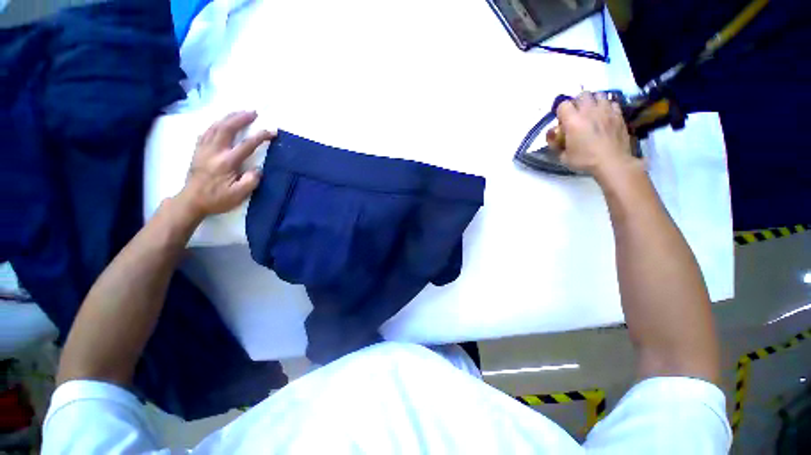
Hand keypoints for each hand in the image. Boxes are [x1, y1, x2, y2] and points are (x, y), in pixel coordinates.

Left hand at [177, 111, 273, 219]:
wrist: (191, 201)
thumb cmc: (217, 199)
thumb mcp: (238, 195)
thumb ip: (251, 181)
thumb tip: (257, 169)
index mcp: (226, 162)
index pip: (246, 145)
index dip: (261, 136)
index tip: (272, 132)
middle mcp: (214, 151)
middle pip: (227, 128)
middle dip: (241, 118)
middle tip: (253, 112)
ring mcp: (203, 149)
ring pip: (215, 126)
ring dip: (228, 117)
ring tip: (239, 113)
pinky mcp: (198, 150)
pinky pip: (206, 131)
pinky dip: (215, 124)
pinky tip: (220, 123)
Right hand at [553, 92, 637, 181]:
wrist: (612, 162)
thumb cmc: (585, 160)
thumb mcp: (563, 156)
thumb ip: (555, 143)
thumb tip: (552, 134)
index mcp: (573, 120)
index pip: (563, 104)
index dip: (560, 112)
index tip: (562, 122)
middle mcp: (589, 111)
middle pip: (581, 95)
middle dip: (577, 103)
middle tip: (576, 115)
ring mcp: (606, 110)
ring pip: (598, 94)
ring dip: (593, 101)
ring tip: (591, 112)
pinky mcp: (618, 114)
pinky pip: (611, 102)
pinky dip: (606, 106)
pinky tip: (604, 116)